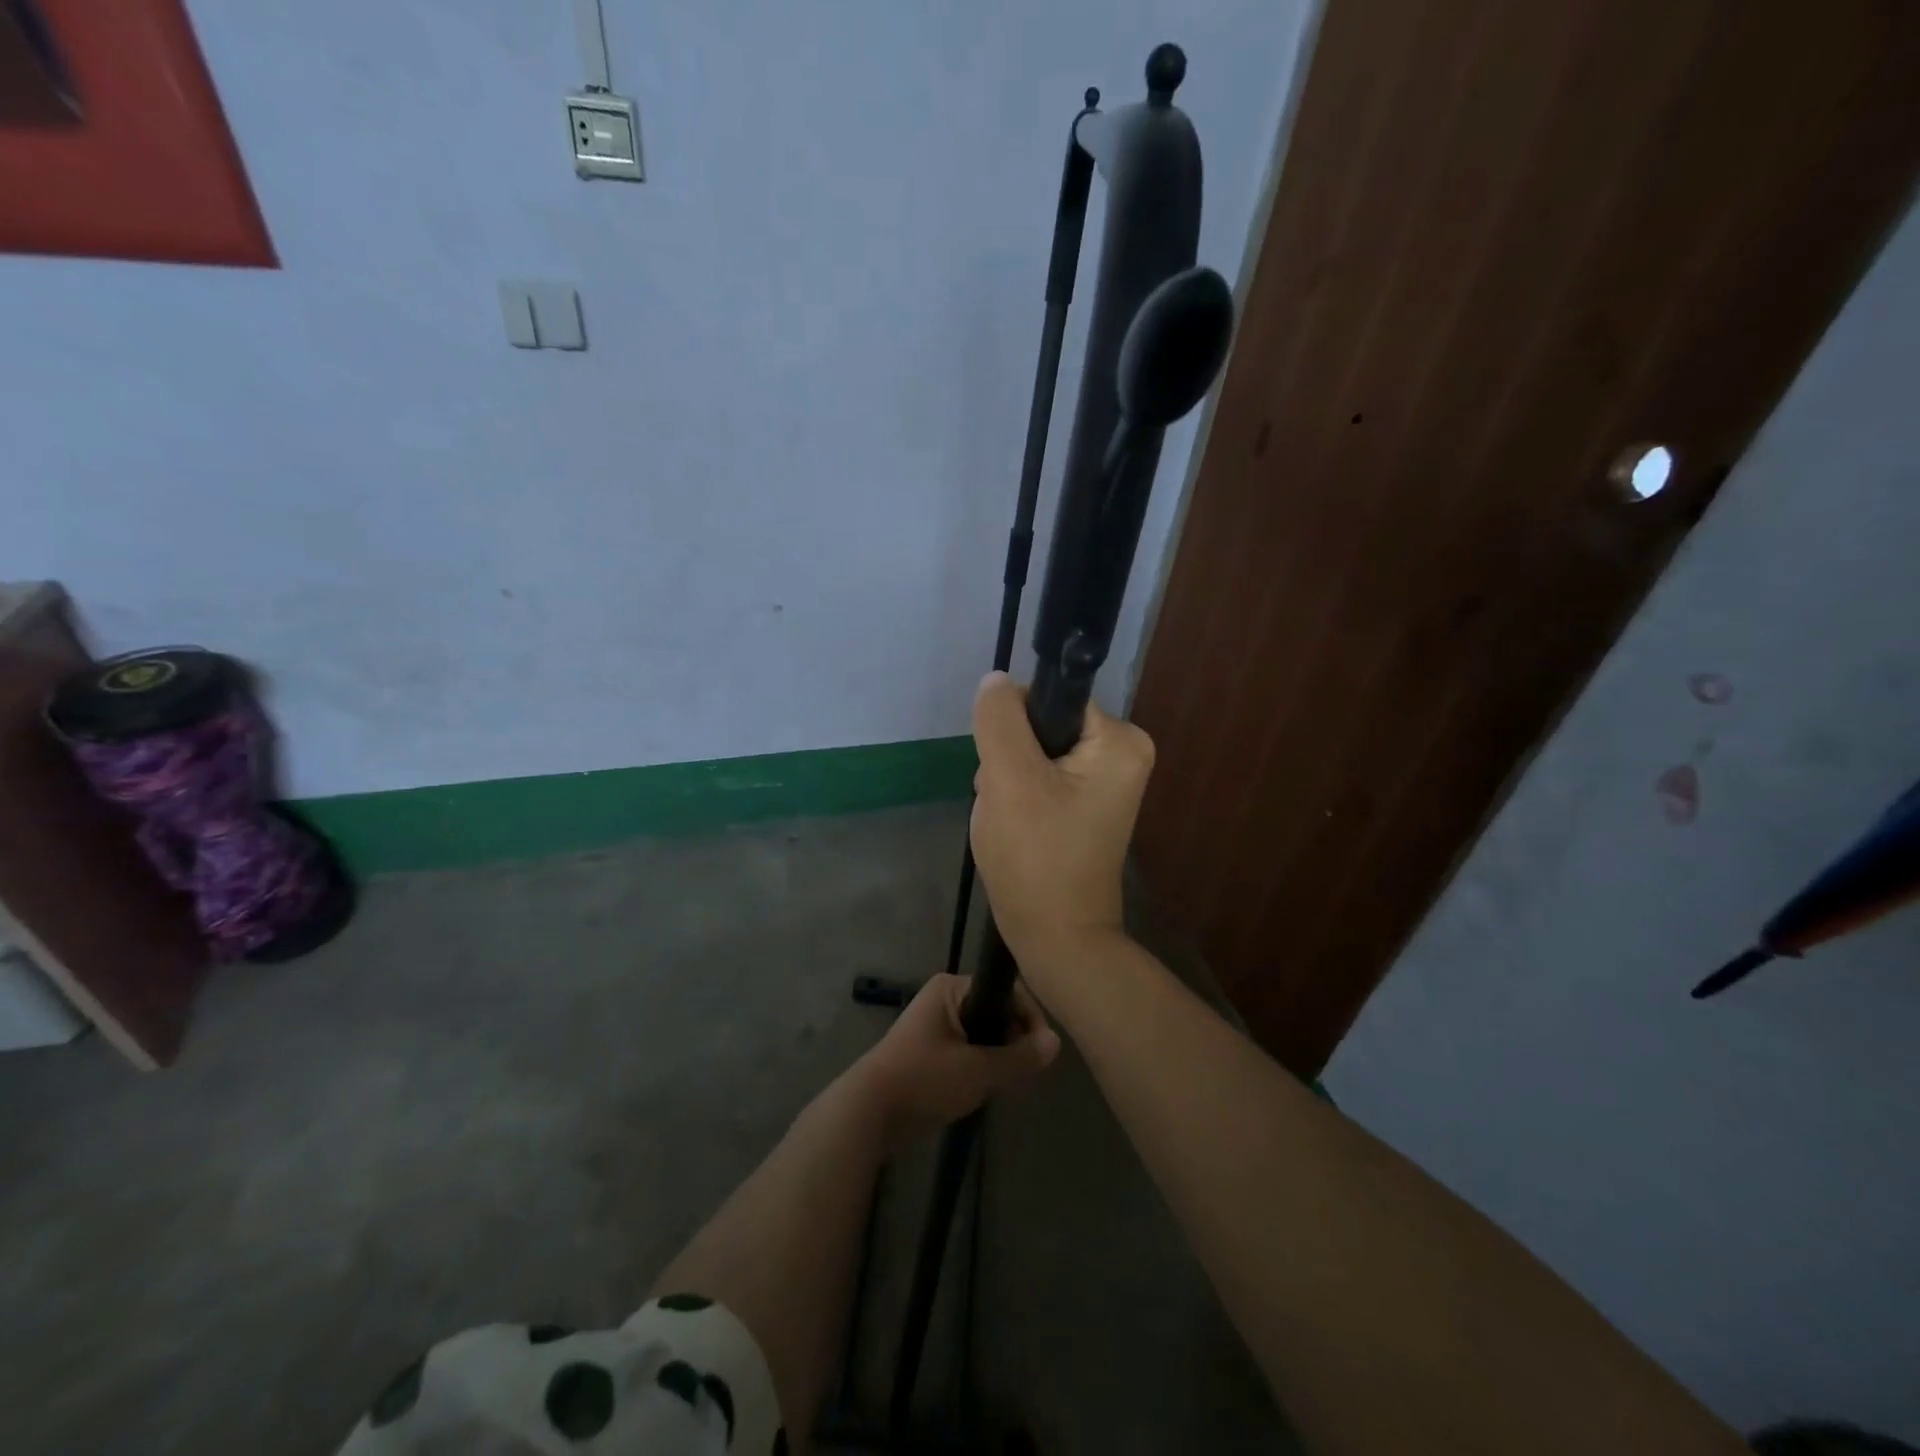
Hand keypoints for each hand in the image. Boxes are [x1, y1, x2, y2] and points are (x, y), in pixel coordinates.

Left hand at [852, 973, 1059, 1144]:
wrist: (869, 1111)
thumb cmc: (924, 1079)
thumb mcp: (979, 1070)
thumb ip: (1020, 1057)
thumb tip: (1056, 1042)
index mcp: (952, 987)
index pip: (1006, 990)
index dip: (1029, 1017)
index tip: (1042, 1050)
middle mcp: (944, 997)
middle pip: (996, 1010)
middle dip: (1014, 1039)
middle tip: (1025, 1071)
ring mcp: (935, 1023)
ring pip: (984, 1032)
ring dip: (999, 1055)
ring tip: (1007, 1082)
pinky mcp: (930, 1049)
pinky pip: (969, 1048)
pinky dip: (981, 1064)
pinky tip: (986, 1088)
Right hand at [968, 671, 1155, 993]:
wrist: (1057, 938)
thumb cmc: (1036, 859)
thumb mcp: (1009, 780)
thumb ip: (999, 720)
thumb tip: (996, 680)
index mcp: (1120, 740)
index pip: (1050, 697)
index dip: (1015, 725)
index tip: (1006, 768)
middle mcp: (1123, 753)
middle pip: (1041, 726)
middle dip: (1010, 760)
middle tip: (1008, 803)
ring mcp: (1106, 782)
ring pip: (1034, 754)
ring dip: (1009, 782)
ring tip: (1011, 821)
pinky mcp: (1087, 805)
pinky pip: (1041, 779)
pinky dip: (1019, 799)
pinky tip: (1017, 829)